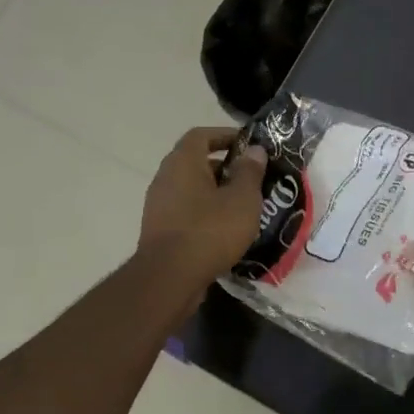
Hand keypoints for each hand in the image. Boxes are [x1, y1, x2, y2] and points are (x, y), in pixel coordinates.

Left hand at [139, 127, 266, 290]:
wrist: (169, 278)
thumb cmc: (209, 230)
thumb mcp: (242, 199)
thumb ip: (250, 172)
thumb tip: (254, 150)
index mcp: (183, 162)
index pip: (201, 135)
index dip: (224, 135)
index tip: (247, 145)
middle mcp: (165, 177)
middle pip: (196, 162)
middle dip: (225, 168)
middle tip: (252, 180)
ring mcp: (159, 204)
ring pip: (192, 189)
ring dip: (216, 193)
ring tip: (243, 207)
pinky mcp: (160, 229)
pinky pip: (186, 211)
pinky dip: (206, 213)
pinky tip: (226, 231)